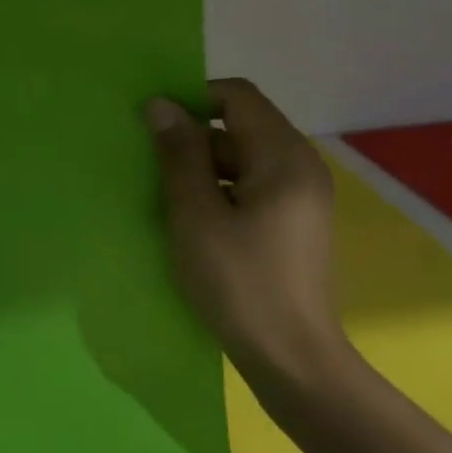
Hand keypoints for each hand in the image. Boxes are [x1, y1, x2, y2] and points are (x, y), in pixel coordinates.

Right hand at [144, 78, 347, 380]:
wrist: (290, 356)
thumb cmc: (239, 282)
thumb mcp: (196, 215)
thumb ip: (179, 155)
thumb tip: (160, 104)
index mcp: (284, 157)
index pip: (237, 96)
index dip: (192, 99)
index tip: (152, 126)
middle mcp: (300, 167)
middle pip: (240, 126)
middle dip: (192, 139)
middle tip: (151, 169)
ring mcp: (299, 197)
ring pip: (242, 160)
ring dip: (201, 169)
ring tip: (164, 199)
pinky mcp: (292, 223)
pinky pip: (250, 187)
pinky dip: (219, 192)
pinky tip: (190, 222)